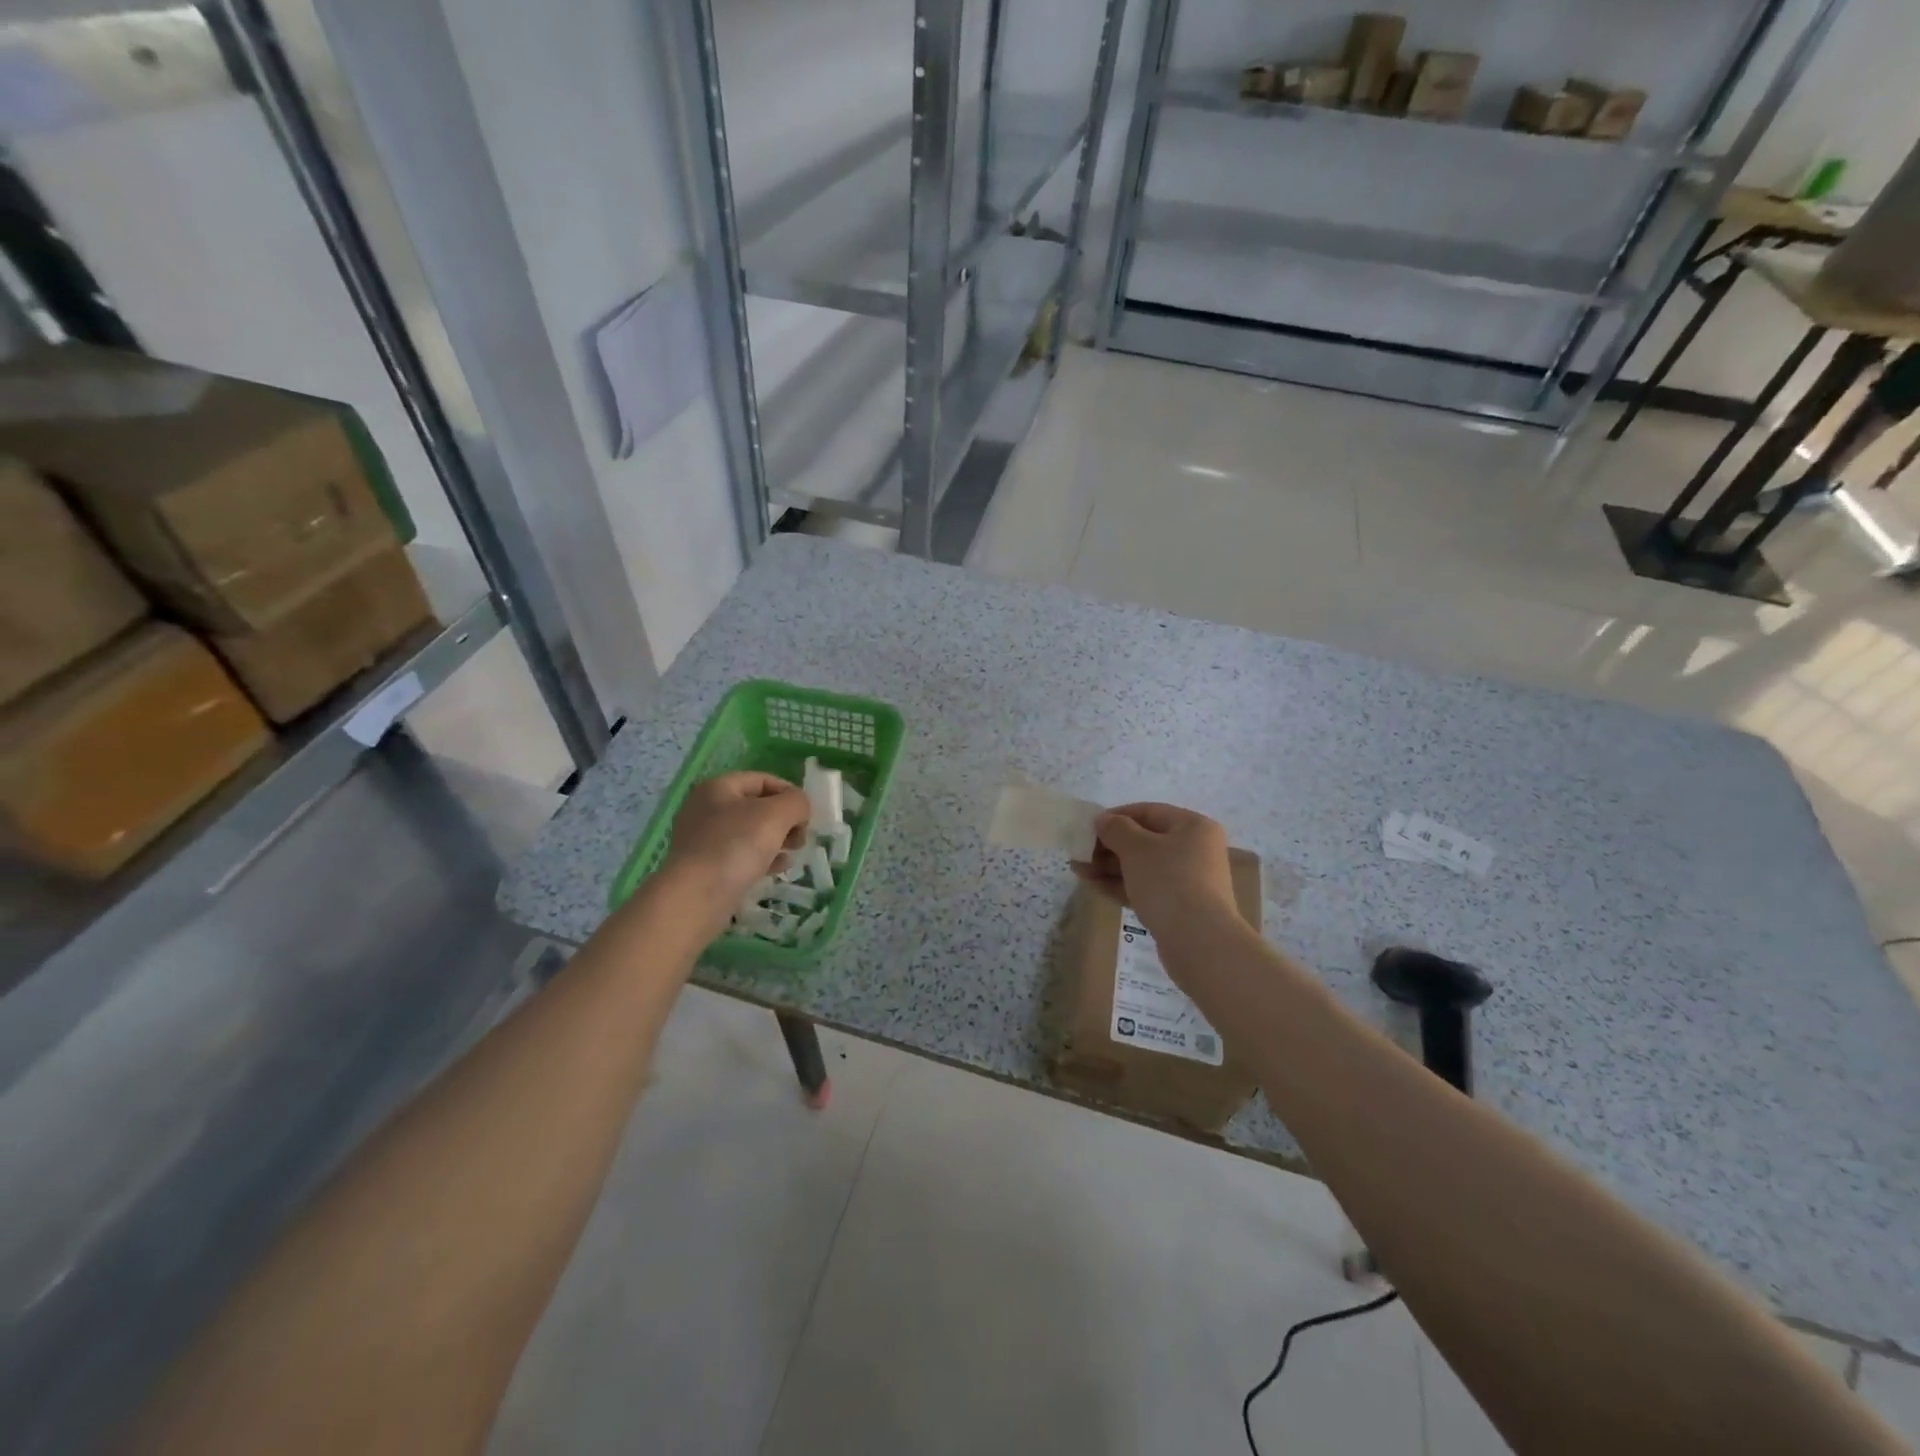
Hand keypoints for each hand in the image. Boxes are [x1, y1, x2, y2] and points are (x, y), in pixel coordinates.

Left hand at [660, 772, 809, 934]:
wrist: (696, 896)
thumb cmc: (736, 845)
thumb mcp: (776, 814)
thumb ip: (796, 802)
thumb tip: (800, 808)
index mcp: (718, 787)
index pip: (762, 780)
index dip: (789, 793)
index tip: (807, 815)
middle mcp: (706, 809)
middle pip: (757, 806)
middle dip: (785, 820)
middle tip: (801, 838)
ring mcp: (703, 839)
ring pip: (750, 832)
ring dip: (776, 840)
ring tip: (792, 854)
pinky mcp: (706, 866)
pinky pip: (741, 855)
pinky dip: (762, 858)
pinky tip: (777, 869)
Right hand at [1073, 802, 1236, 935]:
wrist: (1199, 942)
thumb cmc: (1169, 882)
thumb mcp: (1137, 848)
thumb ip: (1116, 829)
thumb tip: (1103, 820)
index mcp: (1193, 827)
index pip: (1148, 811)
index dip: (1116, 816)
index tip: (1088, 826)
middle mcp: (1195, 850)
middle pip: (1145, 841)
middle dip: (1109, 846)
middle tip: (1080, 852)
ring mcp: (1188, 880)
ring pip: (1142, 867)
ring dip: (1109, 867)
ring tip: (1078, 870)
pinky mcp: (1178, 907)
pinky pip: (1145, 888)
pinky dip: (1120, 886)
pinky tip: (1093, 886)